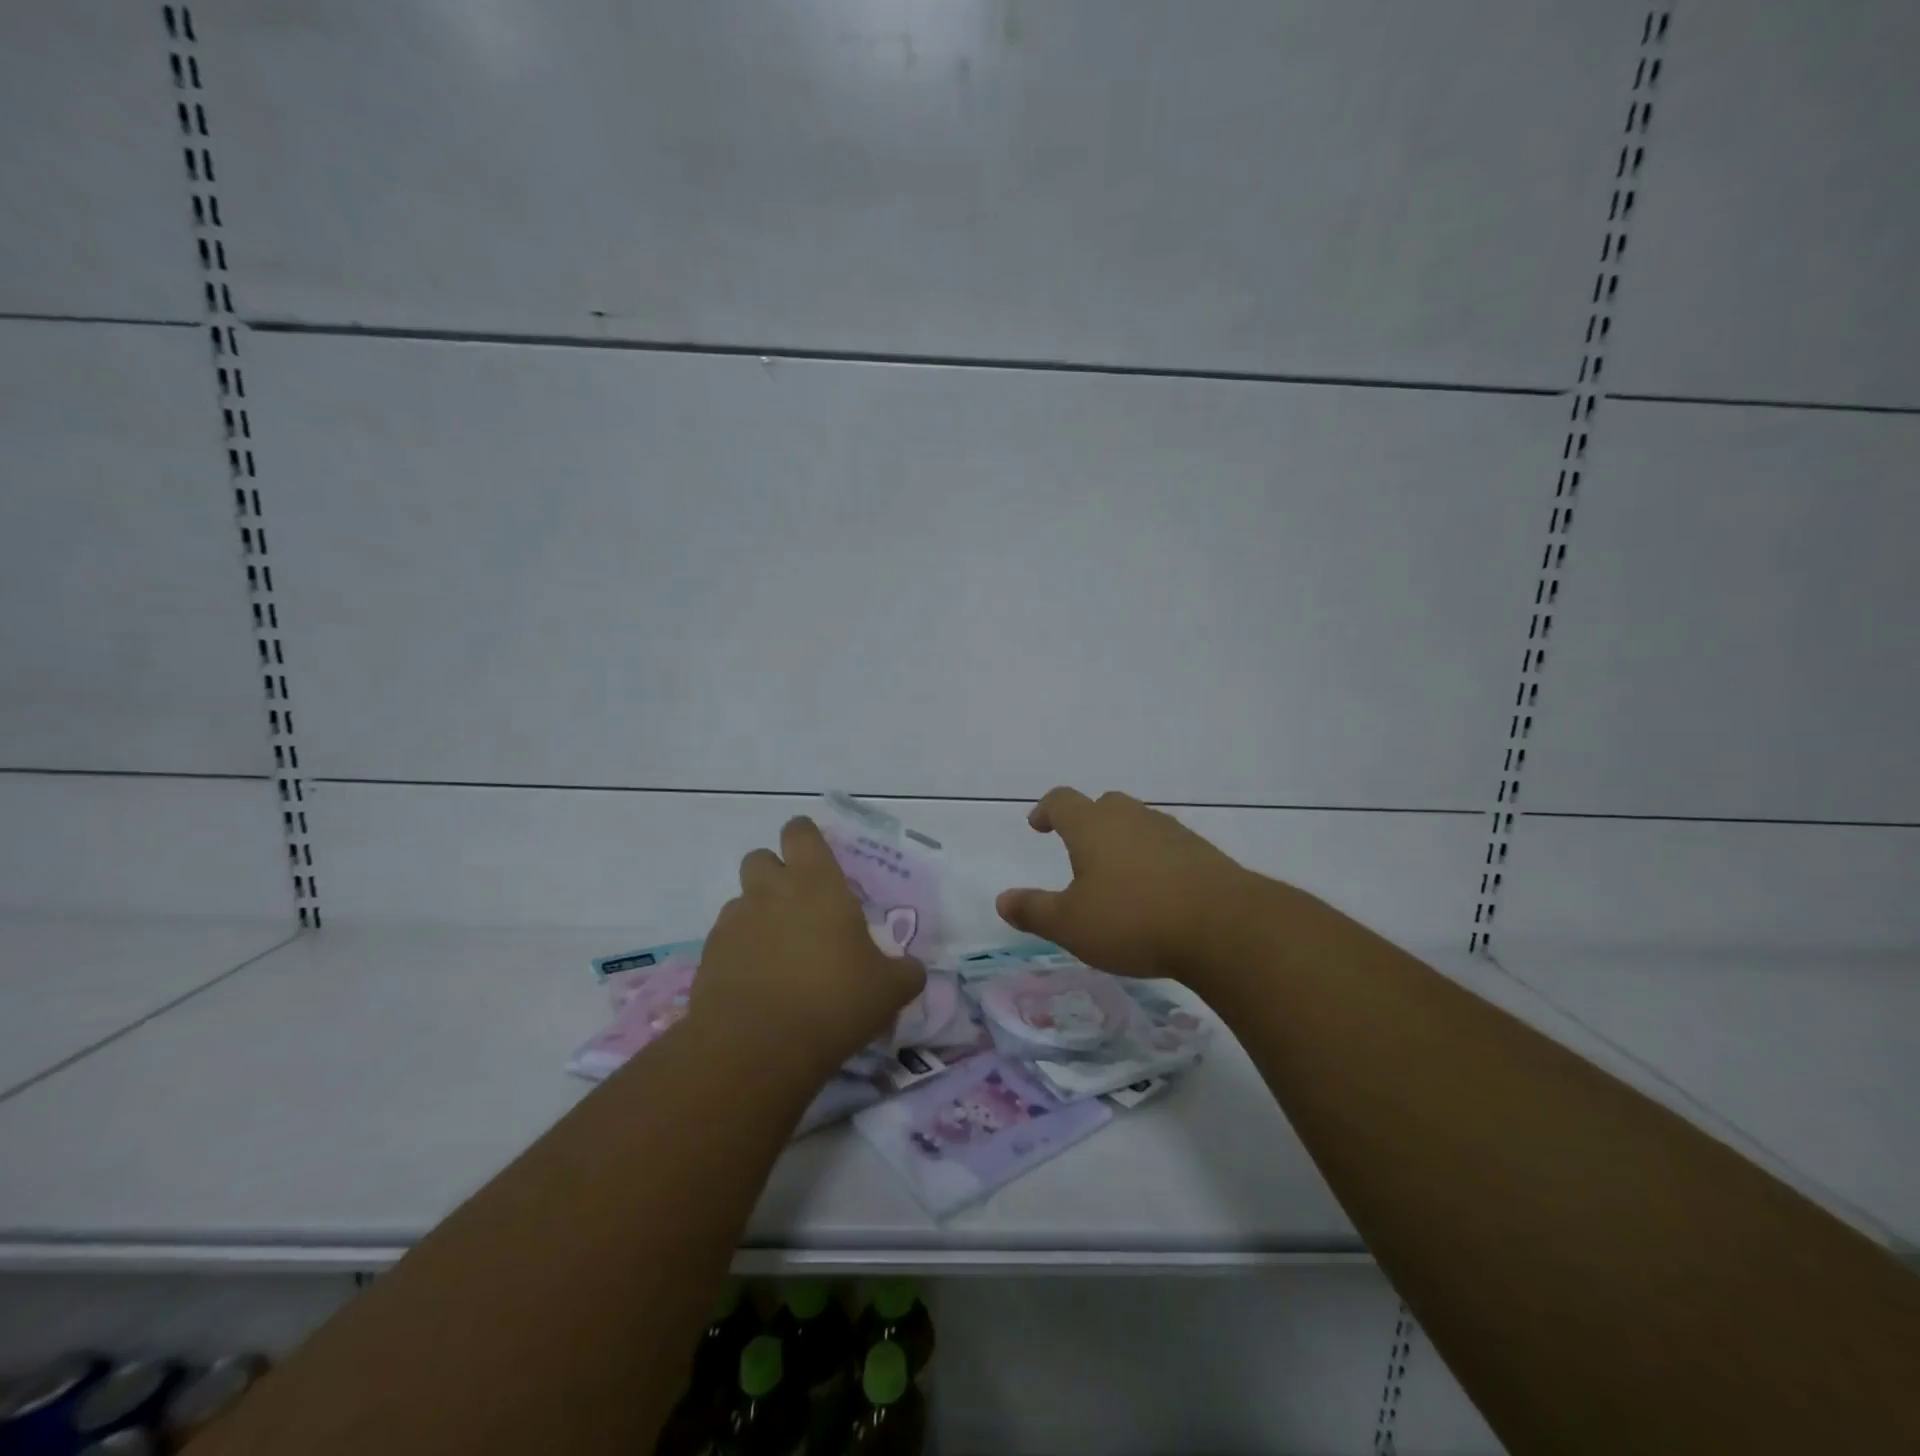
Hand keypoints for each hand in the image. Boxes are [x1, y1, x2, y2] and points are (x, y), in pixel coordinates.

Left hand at [694, 817, 925, 1076]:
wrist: (756, 1046)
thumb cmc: (833, 1001)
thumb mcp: (889, 990)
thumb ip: (905, 971)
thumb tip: (912, 969)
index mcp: (816, 883)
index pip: (801, 832)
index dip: (806, 839)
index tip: (818, 860)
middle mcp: (771, 891)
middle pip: (761, 858)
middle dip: (775, 874)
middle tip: (798, 906)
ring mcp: (735, 921)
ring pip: (741, 899)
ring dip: (757, 914)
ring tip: (778, 952)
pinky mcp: (709, 955)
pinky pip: (726, 938)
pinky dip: (740, 950)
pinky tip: (757, 982)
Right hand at [996, 788, 1262, 983]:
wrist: (1223, 927)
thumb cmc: (1132, 920)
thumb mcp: (1071, 924)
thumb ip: (1034, 911)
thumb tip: (1002, 900)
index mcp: (1092, 826)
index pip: (1061, 801)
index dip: (1046, 810)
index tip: (1038, 825)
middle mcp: (1130, 818)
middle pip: (1103, 805)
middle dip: (1087, 821)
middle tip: (1078, 848)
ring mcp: (1170, 831)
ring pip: (1138, 823)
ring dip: (1122, 840)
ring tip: (1117, 874)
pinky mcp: (1201, 852)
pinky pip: (1166, 845)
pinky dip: (1153, 859)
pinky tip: (1156, 891)